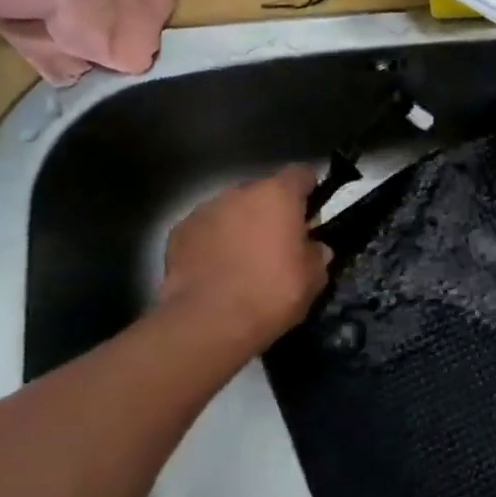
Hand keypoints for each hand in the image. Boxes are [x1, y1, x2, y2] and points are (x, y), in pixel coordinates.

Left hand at [157, 167, 331, 356]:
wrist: (209, 322)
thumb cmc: (271, 293)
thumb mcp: (314, 277)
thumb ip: (317, 253)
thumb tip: (314, 248)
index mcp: (278, 196)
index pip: (300, 174)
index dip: (309, 190)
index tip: (311, 212)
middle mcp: (239, 193)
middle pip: (262, 192)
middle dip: (271, 212)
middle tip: (278, 243)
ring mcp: (204, 211)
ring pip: (231, 210)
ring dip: (240, 226)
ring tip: (243, 259)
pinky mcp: (178, 233)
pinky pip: (205, 230)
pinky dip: (212, 243)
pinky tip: (216, 270)